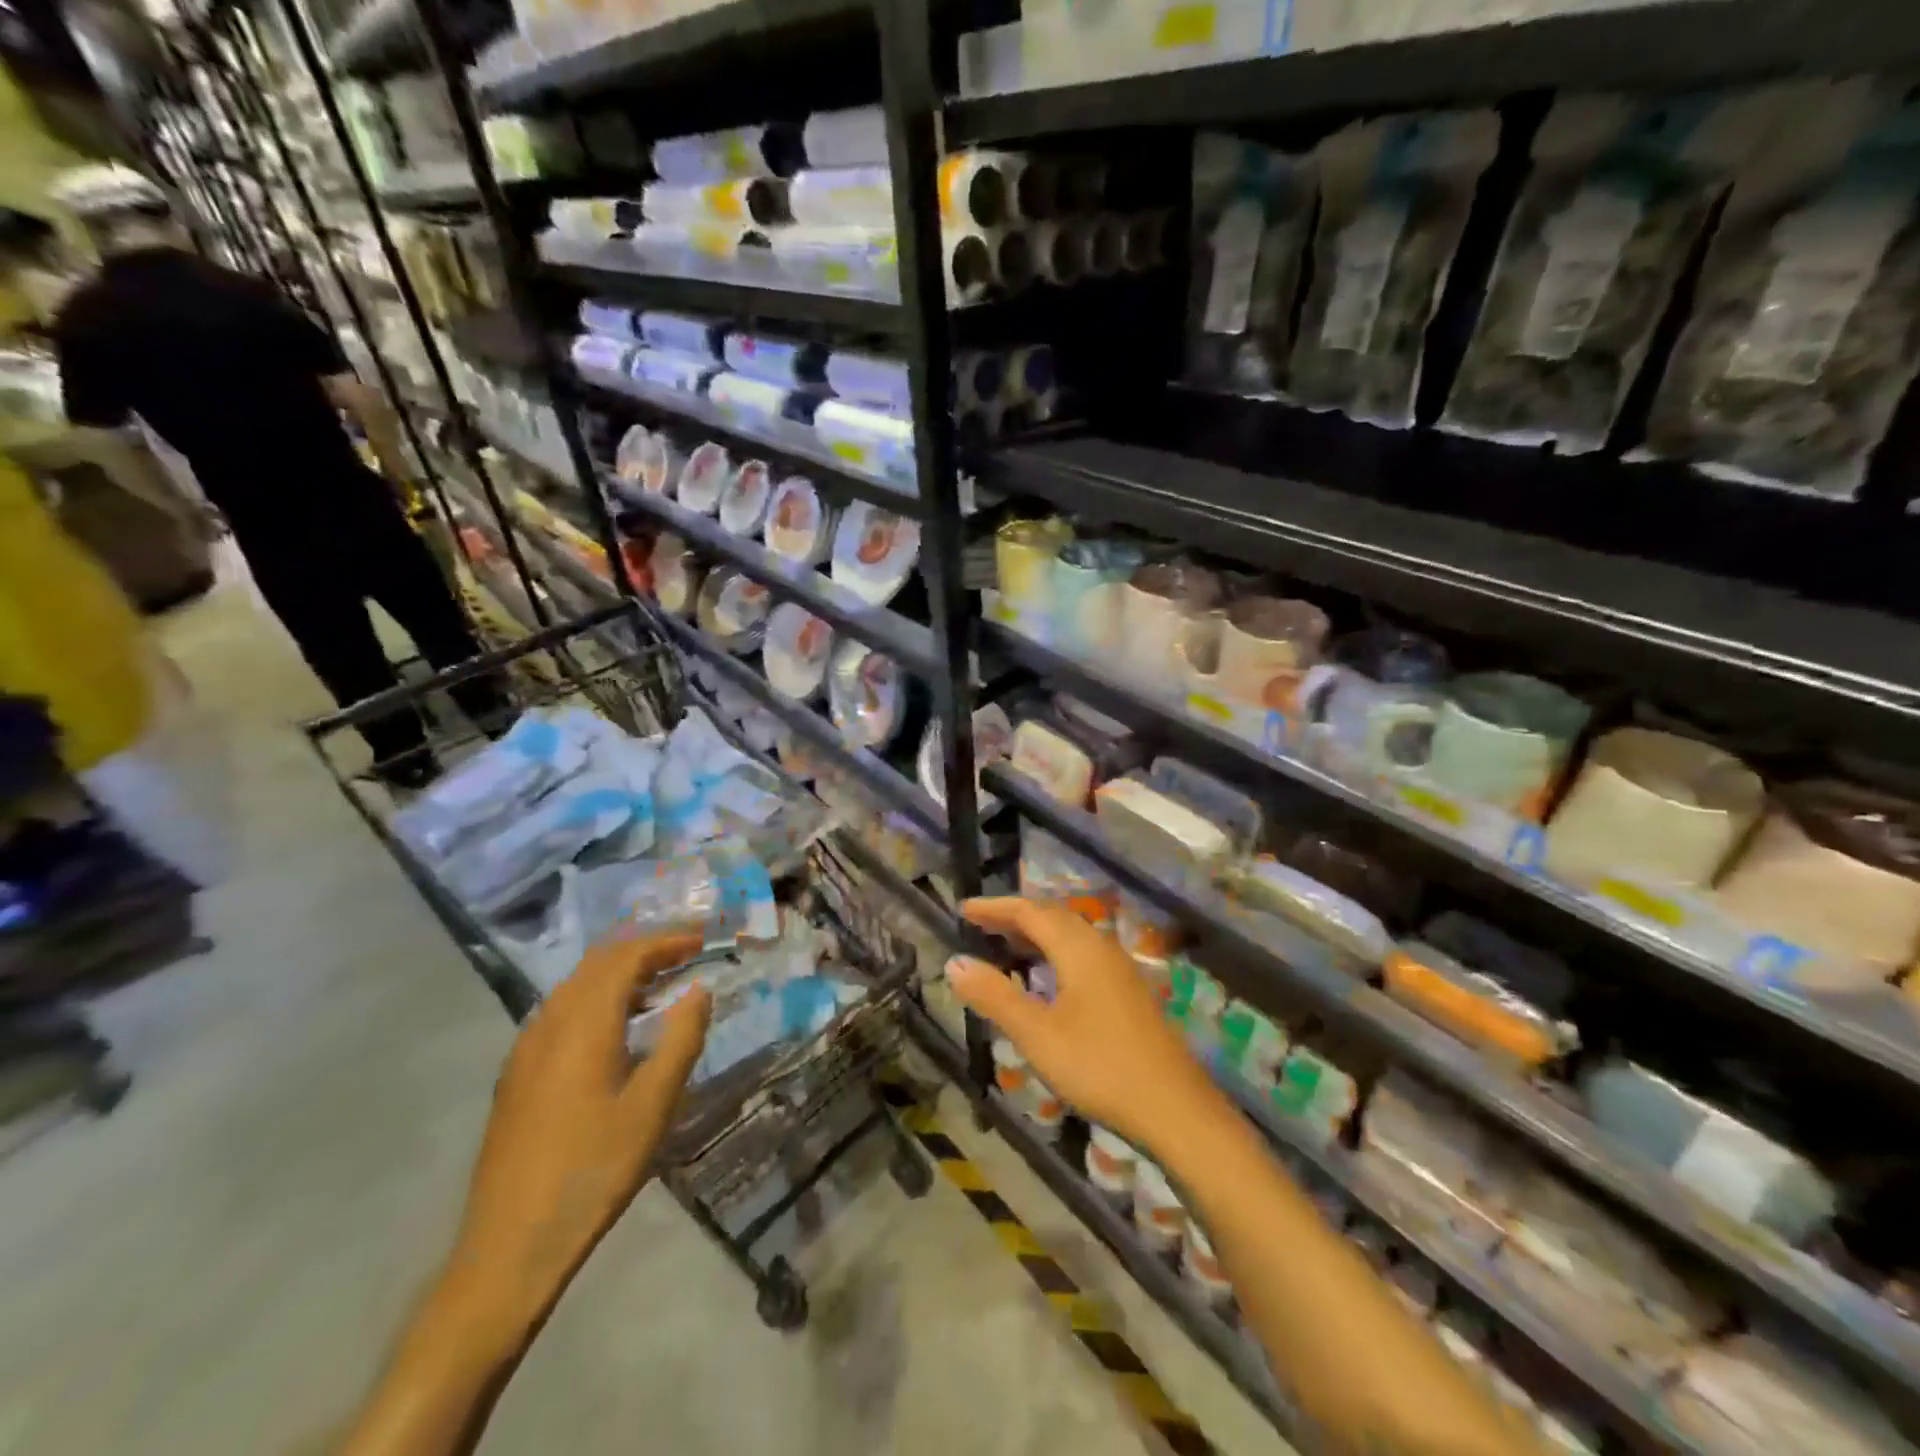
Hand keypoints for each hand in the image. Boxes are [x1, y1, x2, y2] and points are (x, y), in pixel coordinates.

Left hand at [447, 931, 711, 1336]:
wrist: (511, 1244)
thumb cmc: (593, 1169)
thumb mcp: (654, 1104)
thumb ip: (681, 1038)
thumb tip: (699, 990)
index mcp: (583, 1023)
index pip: (627, 957)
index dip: (667, 942)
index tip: (703, 941)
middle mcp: (549, 1022)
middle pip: (597, 963)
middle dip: (644, 950)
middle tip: (686, 954)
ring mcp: (526, 1048)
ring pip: (576, 986)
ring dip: (619, 974)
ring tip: (660, 986)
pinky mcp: (517, 1074)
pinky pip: (562, 1012)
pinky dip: (597, 1000)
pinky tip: (617, 1029)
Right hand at [945, 897, 1214, 1155]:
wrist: (1175, 1108)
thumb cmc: (1099, 1066)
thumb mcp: (1037, 1034)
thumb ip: (995, 996)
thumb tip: (954, 962)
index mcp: (1079, 948)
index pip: (1030, 911)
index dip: (995, 908)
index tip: (963, 910)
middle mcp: (1101, 948)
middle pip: (1053, 917)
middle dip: (1014, 917)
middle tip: (980, 925)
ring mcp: (1119, 970)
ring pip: (1071, 936)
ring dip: (1036, 935)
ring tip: (1005, 946)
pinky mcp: (1128, 992)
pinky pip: (1082, 955)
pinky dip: (1054, 953)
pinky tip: (1046, 979)